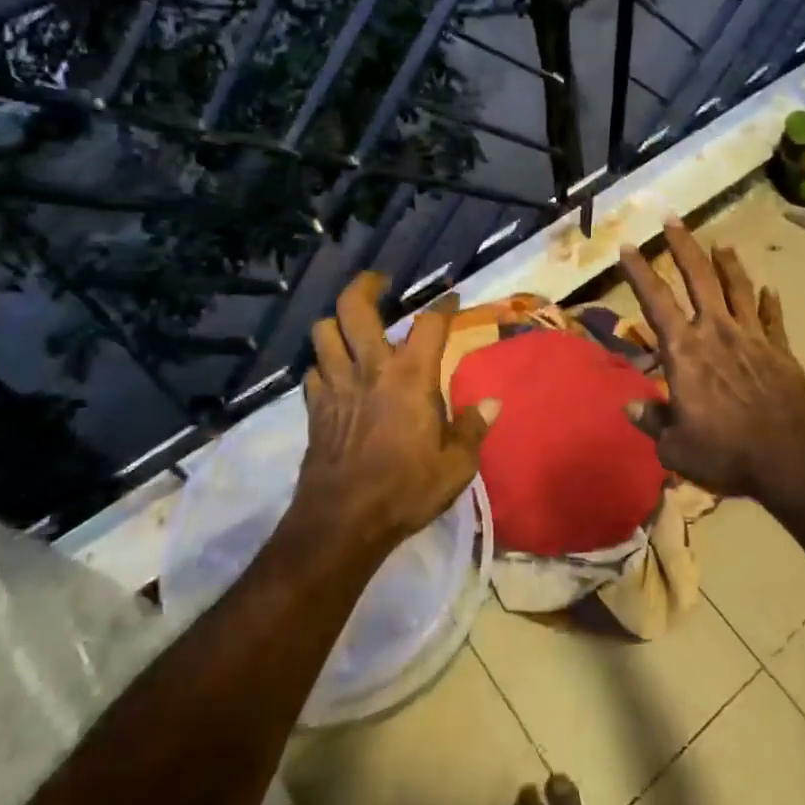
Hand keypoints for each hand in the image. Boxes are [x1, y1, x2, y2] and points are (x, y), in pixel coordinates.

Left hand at [293, 273, 497, 556]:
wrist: (343, 522)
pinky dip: (323, 365)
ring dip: (336, 324)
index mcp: (411, 376)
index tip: (452, 298)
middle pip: (354, 308)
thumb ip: (474, 428)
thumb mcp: (456, 465)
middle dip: (366, 285)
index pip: (429, 323)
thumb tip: (492, 403)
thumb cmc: (406, 489)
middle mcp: (370, 368)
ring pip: (322, 332)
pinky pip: (311, 371)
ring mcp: (336, 385)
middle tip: (380, 281)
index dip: (443, 305)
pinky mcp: (314, 408)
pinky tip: (335, 375)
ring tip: (352, 328)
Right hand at [618, 219, 804, 498]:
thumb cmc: (725, 452)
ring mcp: (752, 337)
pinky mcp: (780, 351)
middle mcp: (716, 332)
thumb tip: (630, 407)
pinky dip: (769, 302)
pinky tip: (769, 289)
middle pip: (698, 278)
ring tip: (721, 242)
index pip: (656, 301)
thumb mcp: (675, 448)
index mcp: (685, 351)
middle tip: (673, 219)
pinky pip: (772, 318)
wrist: (791, 459)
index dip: (640, 272)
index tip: (629, 246)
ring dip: (727, 264)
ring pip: (737, 288)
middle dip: (683, 246)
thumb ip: (652, 422)